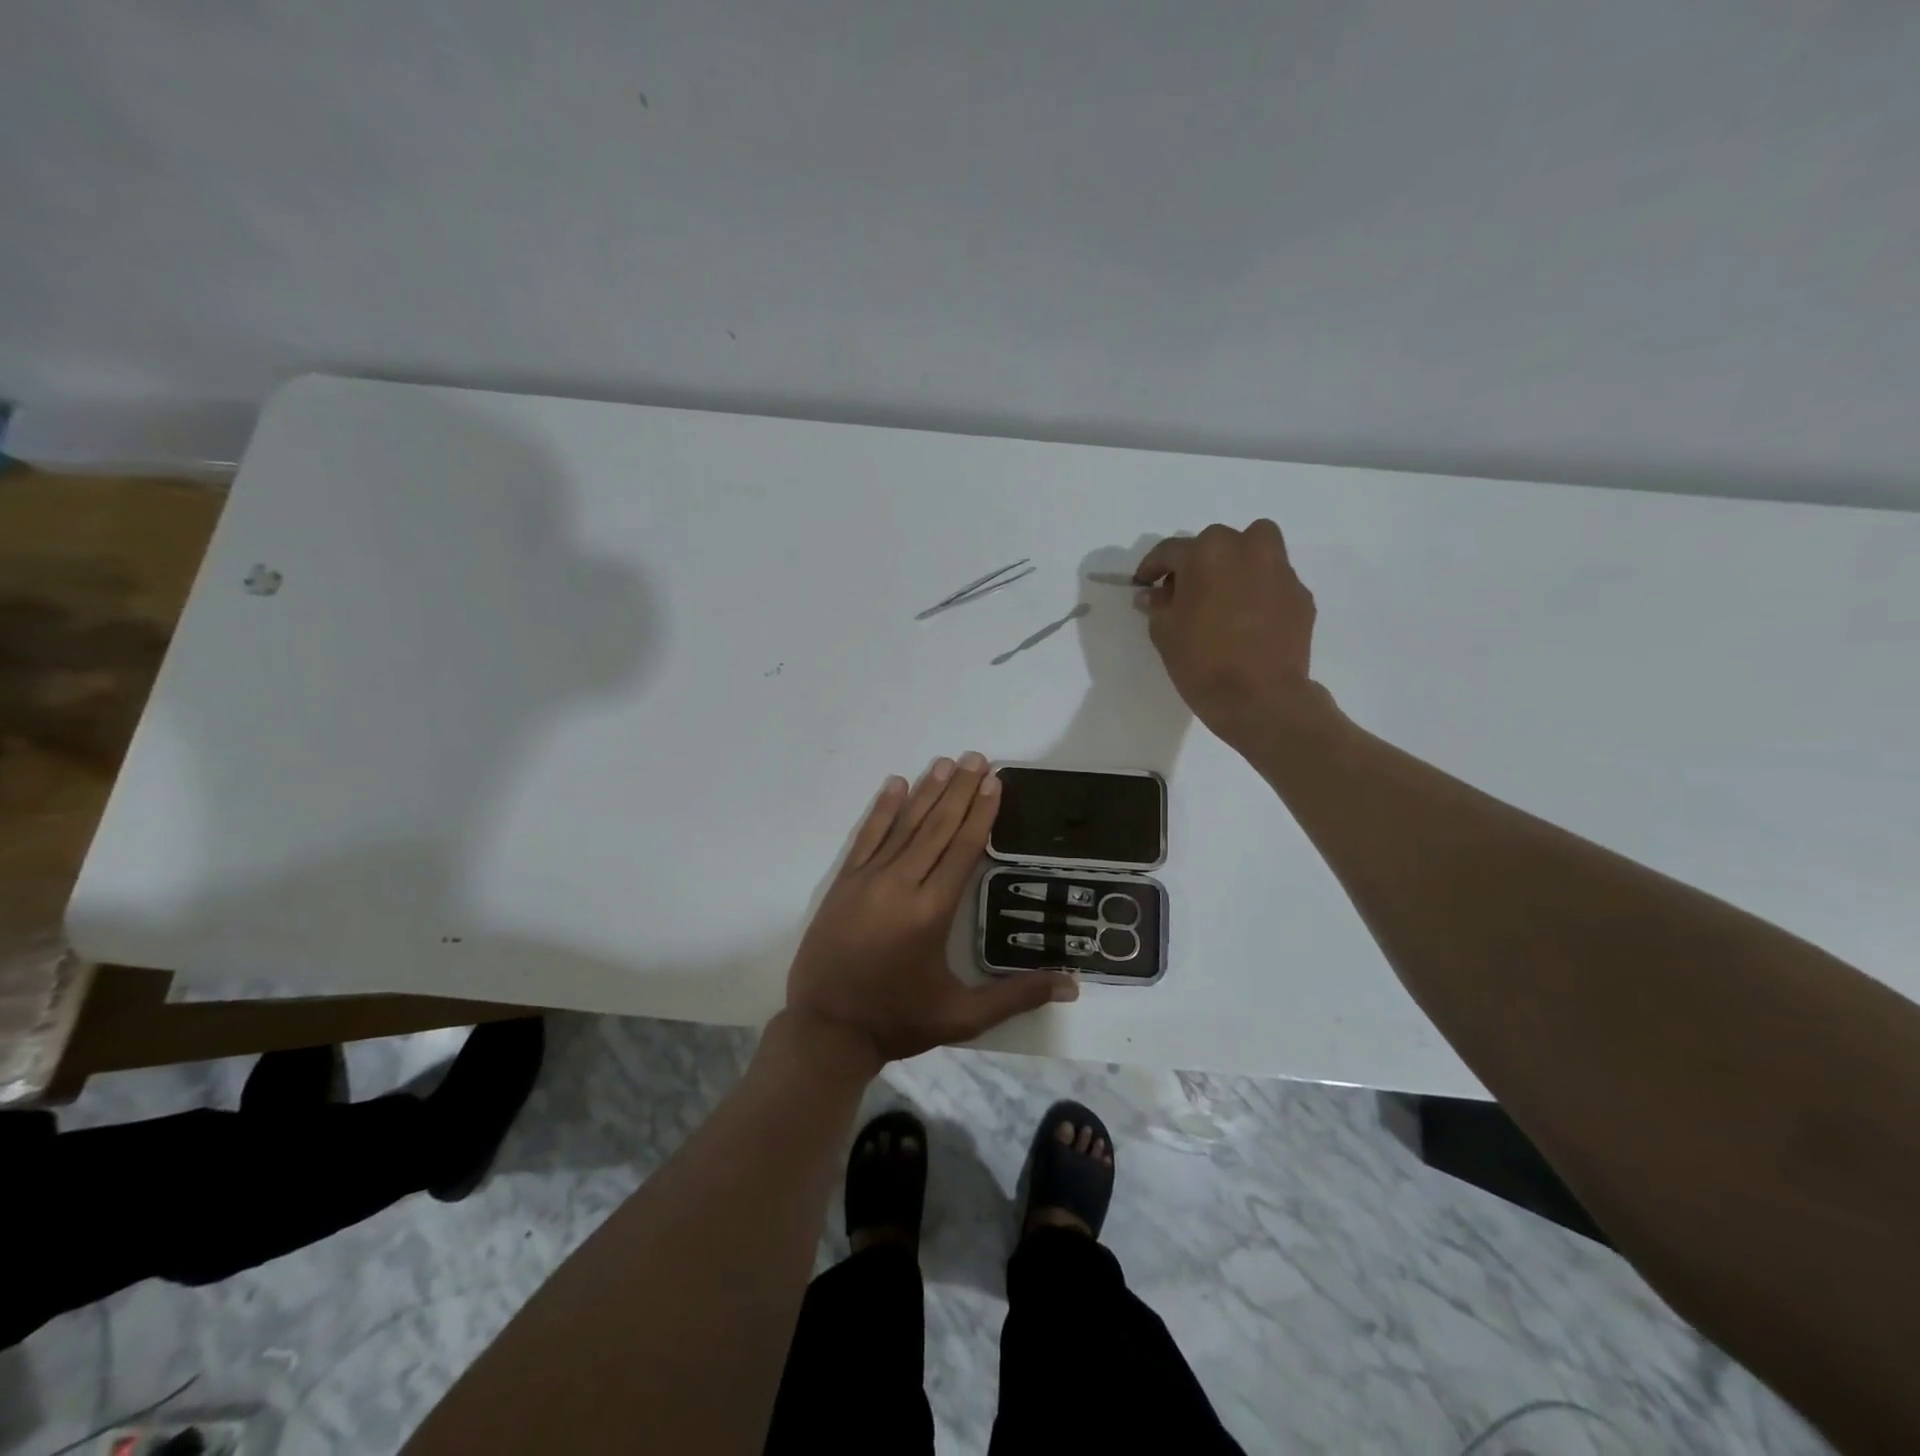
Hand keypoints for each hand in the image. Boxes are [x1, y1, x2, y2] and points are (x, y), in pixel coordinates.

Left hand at [785, 753, 1077, 1066]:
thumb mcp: (962, 1017)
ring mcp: (867, 880)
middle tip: (977, 758)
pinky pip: (867, 837)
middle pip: (936, 828)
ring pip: (903, 826)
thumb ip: (1017, 996)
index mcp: (931, 912)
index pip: (962, 850)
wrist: (826, 1030)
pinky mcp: (844, 883)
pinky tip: (895, 784)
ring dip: (927, 792)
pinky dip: (882, 809)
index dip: (980, 814)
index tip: (994, 782)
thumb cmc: (898, 1020)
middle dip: (960, 791)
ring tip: (946, 763)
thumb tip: (1072, 986)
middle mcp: (900, 886)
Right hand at [1133, 520, 1326, 751]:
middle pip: (1216, 542)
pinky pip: (1273, 580)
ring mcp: (1280, 570)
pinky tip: (1250, 619)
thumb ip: (1158, 605)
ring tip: (1225, 593)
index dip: (1152, 567)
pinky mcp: (1300, 595)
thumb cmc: (1202, 662)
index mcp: (1206, 553)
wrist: (1260, 699)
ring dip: (1237, 561)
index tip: (1143, 584)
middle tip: (1186, 591)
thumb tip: (1153, 594)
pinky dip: (1259, 590)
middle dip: (1198, 562)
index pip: (1170, 551)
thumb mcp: (1164, 633)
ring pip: (1256, 548)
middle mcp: (1246, 549)